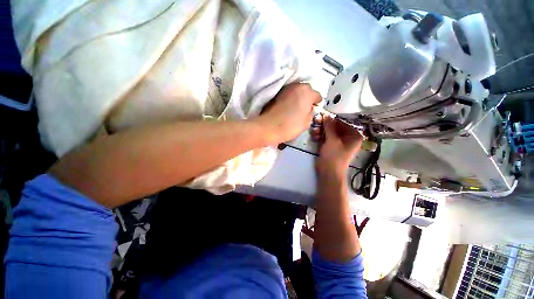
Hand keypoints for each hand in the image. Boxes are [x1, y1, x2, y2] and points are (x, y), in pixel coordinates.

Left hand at [255, 83, 321, 144]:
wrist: (269, 126)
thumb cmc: (291, 125)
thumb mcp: (307, 122)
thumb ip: (311, 112)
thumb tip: (310, 108)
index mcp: (308, 92)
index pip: (317, 95)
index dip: (317, 103)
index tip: (314, 110)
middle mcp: (297, 85)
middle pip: (306, 90)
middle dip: (307, 98)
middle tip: (304, 108)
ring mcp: (285, 88)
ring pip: (296, 91)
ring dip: (298, 97)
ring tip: (295, 107)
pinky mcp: (276, 92)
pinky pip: (287, 94)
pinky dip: (289, 98)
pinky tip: (287, 106)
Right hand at [311, 114, 362, 174]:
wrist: (328, 172)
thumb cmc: (334, 155)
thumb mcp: (332, 139)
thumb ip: (329, 126)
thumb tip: (327, 114)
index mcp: (353, 135)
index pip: (341, 123)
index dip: (330, 120)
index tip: (320, 117)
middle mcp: (347, 138)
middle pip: (334, 127)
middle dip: (324, 126)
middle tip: (315, 124)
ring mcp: (338, 142)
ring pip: (328, 132)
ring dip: (320, 131)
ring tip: (314, 133)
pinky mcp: (331, 146)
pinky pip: (325, 138)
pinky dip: (320, 137)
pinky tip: (314, 137)